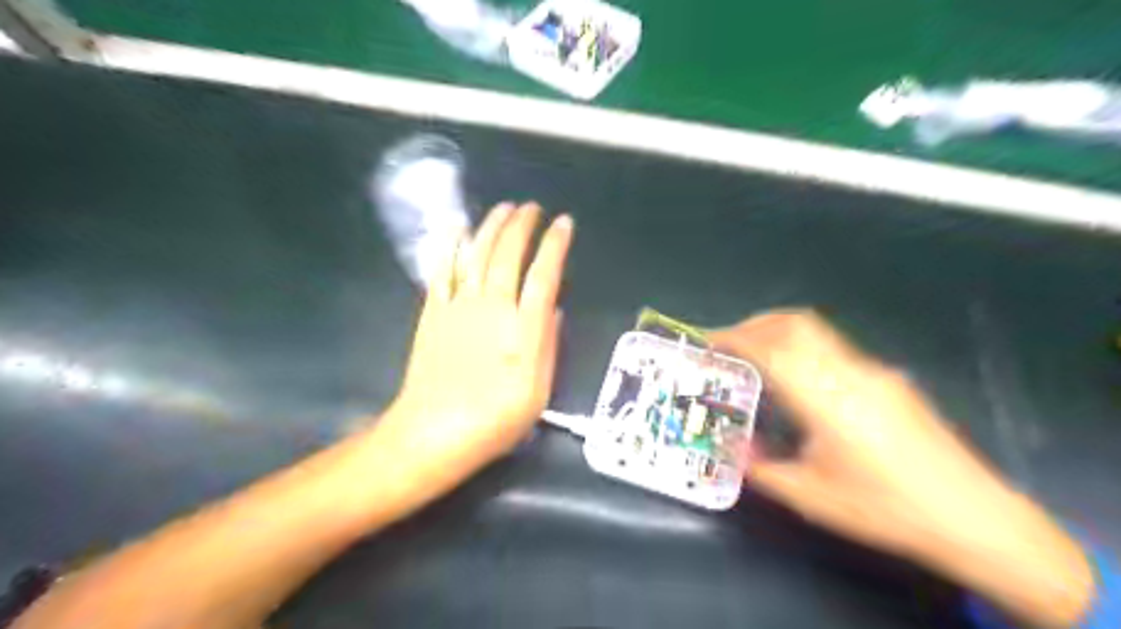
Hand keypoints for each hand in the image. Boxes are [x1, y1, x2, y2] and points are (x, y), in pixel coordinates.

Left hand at [377, 204, 573, 492]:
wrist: (434, 432)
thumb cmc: (494, 420)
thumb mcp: (538, 392)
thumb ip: (548, 345)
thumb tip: (553, 309)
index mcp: (523, 328)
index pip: (544, 274)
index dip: (555, 245)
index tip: (564, 224)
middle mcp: (493, 307)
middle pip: (508, 254)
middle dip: (522, 226)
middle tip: (532, 207)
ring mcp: (459, 306)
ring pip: (477, 254)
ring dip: (492, 227)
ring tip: (504, 208)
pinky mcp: (434, 312)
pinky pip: (442, 270)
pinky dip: (450, 245)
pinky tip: (456, 227)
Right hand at [713, 310, 1091, 627]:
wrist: (974, 517)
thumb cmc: (883, 507)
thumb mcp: (809, 495)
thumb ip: (762, 466)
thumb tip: (734, 445)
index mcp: (825, 398)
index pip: (772, 348)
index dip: (735, 338)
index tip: (709, 341)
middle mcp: (849, 372)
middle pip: (796, 324)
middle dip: (756, 324)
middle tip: (728, 341)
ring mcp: (874, 372)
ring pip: (817, 332)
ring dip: (780, 333)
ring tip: (757, 356)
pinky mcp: (890, 380)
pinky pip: (834, 350)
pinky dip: (803, 350)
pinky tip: (800, 383)